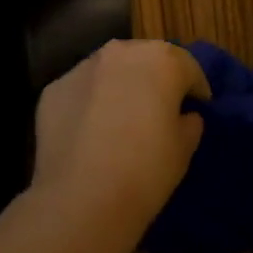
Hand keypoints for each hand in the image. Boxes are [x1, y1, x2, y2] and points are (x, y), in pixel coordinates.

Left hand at [32, 40, 208, 241]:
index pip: (188, 67)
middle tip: (160, 110)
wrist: (81, 199)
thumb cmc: (146, 170)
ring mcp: (83, 67)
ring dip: (120, 86)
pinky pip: (82, 91)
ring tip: (122, 119)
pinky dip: (89, 103)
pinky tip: (90, 133)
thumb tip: (184, 115)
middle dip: (156, 79)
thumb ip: (189, 122)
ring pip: (110, 70)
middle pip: (147, 59)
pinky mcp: (54, 88)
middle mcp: (121, 52)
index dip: (196, 89)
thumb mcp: (184, 149)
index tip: (198, 108)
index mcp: (162, 60)